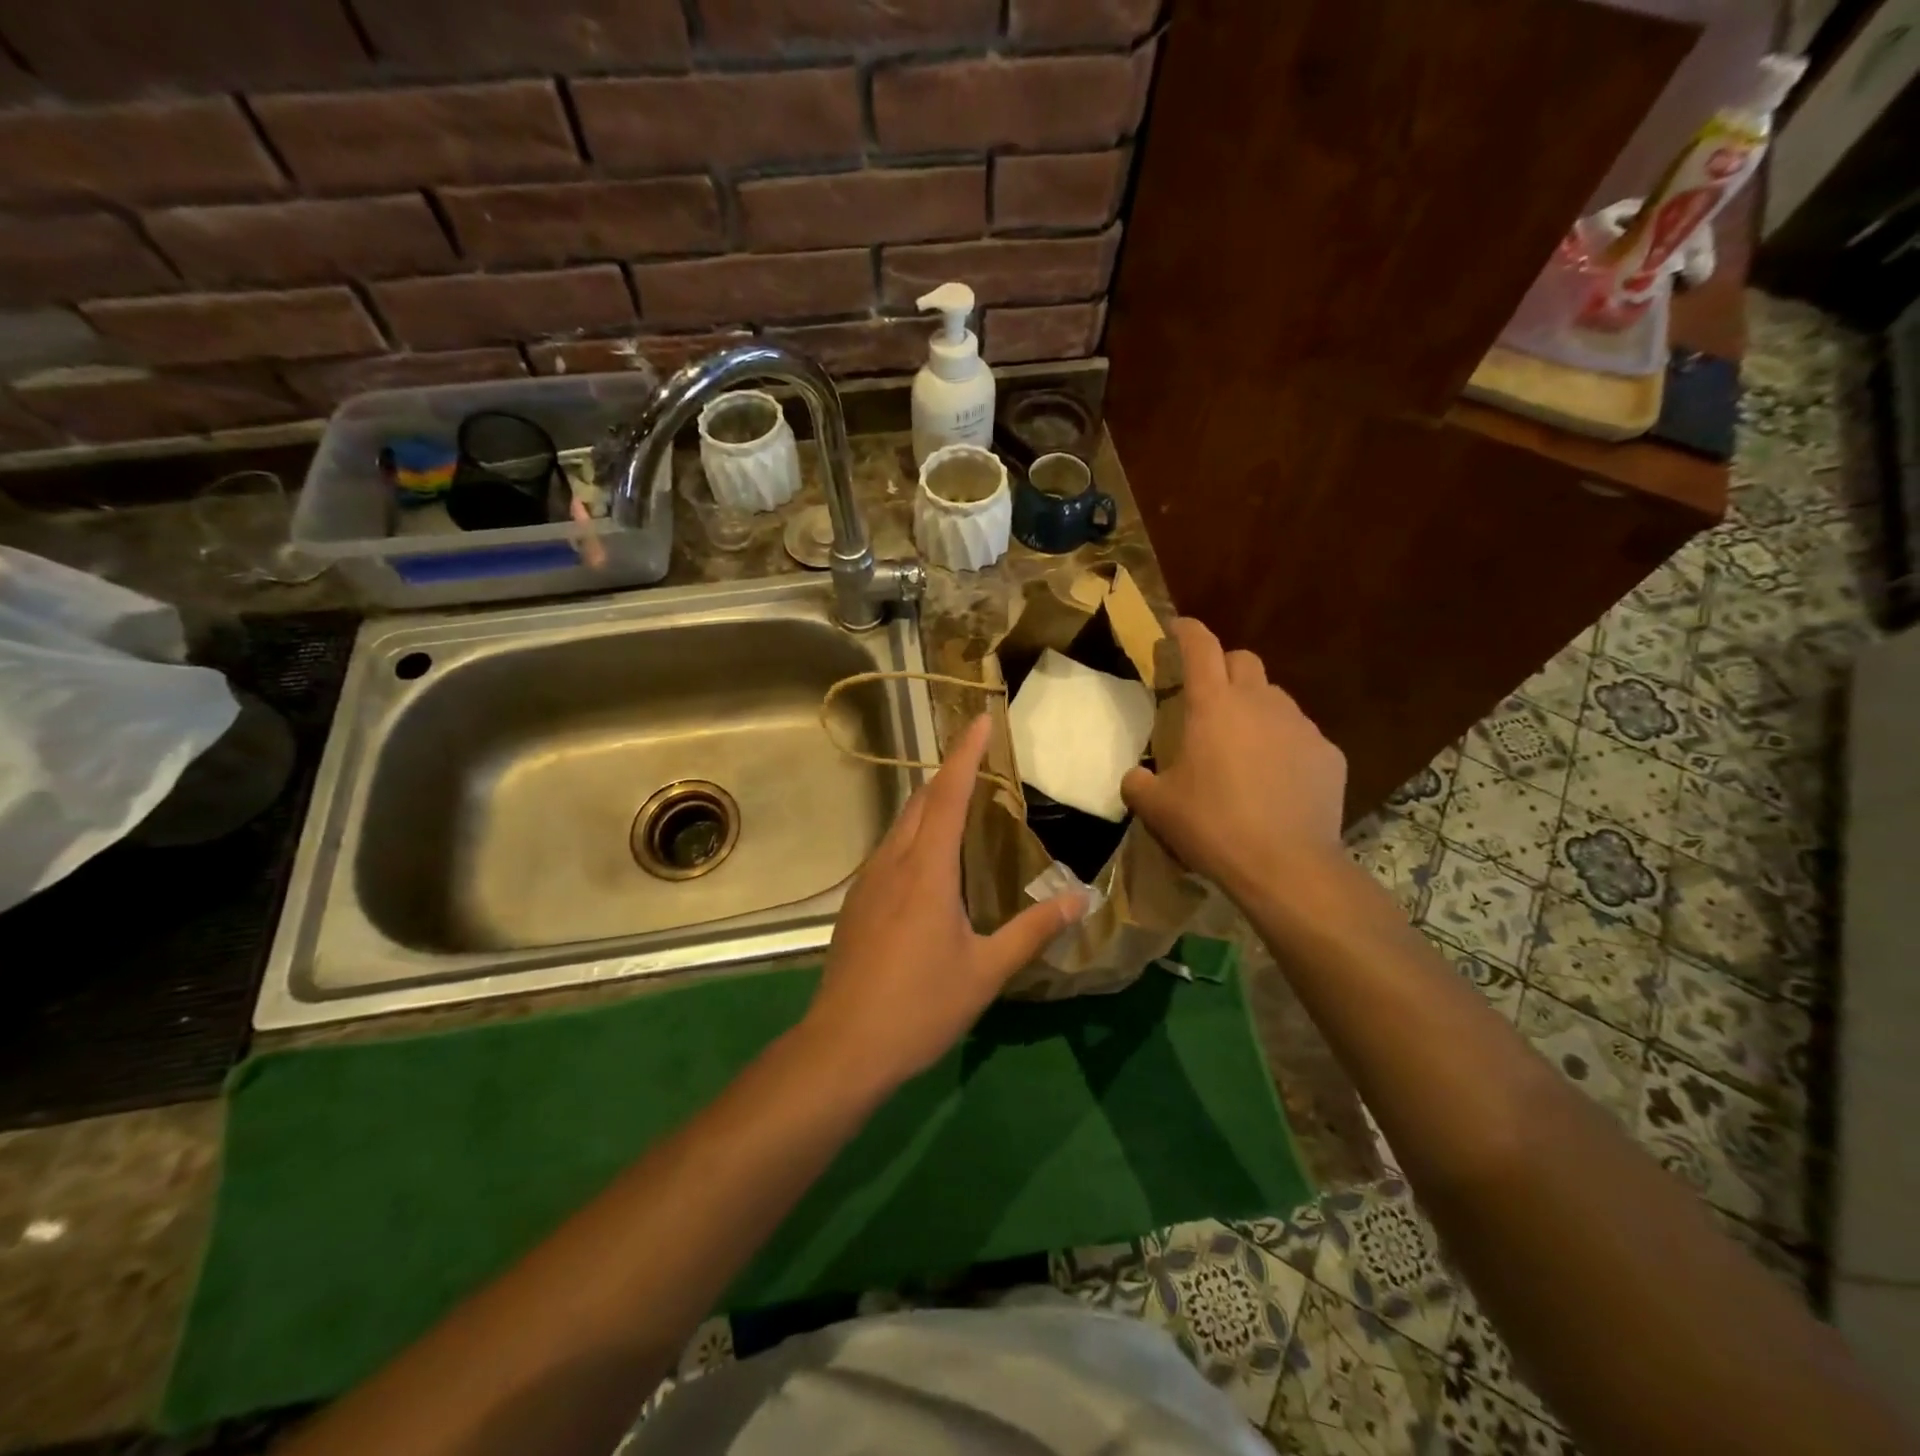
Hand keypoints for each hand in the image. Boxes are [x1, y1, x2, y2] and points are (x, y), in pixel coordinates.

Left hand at [803, 714, 1084, 1093]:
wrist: (843, 1047)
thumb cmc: (920, 1006)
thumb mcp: (986, 971)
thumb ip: (1032, 930)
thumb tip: (1079, 900)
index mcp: (926, 870)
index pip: (947, 796)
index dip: (964, 754)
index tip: (979, 720)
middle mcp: (892, 863)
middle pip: (919, 803)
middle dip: (948, 775)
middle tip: (980, 761)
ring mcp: (867, 883)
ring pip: (900, 827)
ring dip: (929, 807)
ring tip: (961, 807)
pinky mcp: (855, 905)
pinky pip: (888, 853)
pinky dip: (914, 838)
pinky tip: (929, 865)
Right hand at [1121, 619, 1347, 904]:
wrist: (1285, 865)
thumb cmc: (1212, 825)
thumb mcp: (1157, 808)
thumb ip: (1139, 783)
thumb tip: (1136, 777)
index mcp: (1213, 706)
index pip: (1200, 647)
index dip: (1187, 631)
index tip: (1178, 629)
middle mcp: (1260, 703)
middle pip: (1244, 660)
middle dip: (1224, 668)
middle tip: (1209, 699)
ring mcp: (1300, 726)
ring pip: (1275, 698)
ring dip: (1255, 708)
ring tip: (1244, 746)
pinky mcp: (1328, 753)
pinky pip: (1301, 736)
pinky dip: (1284, 745)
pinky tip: (1276, 780)